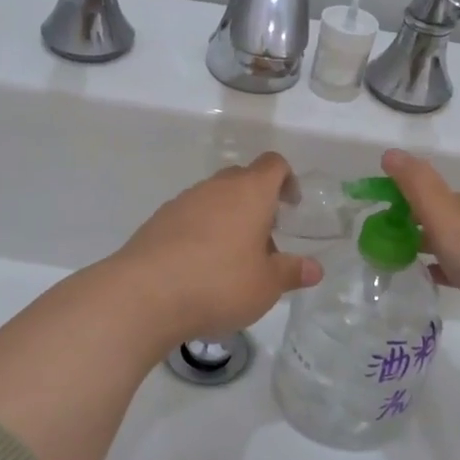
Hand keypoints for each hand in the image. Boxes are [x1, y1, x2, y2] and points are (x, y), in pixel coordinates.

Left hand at [109, 152, 322, 348]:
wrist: (145, 294)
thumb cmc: (219, 283)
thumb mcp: (266, 285)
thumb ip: (292, 272)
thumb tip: (314, 268)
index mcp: (249, 193)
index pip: (273, 164)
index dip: (287, 180)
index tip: (291, 206)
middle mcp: (215, 188)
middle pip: (241, 179)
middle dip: (256, 202)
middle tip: (264, 240)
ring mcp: (182, 202)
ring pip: (212, 199)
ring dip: (226, 219)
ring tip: (231, 261)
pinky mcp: (157, 222)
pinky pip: (188, 218)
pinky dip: (199, 234)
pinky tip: (198, 269)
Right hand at [383, 149, 459, 370]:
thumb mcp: (447, 215)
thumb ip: (417, 186)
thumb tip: (390, 153)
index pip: (448, 199)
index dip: (416, 205)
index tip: (386, 221)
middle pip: (457, 229)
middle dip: (425, 235)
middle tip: (389, 249)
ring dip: (440, 263)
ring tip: (407, 273)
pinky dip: (457, 289)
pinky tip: (439, 298)